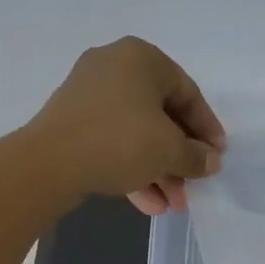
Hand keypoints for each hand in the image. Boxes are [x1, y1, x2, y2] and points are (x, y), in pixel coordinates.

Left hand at [26, 37, 225, 215]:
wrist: (47, 164)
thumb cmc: (119, 142)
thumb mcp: (168, 150)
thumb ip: (196, 156)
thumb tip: (211, 161)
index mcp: (141, 58)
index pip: (187, 93)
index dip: (207, 129)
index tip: (217, 157)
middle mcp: (114, 66)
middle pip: (161, 115)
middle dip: (179, 158)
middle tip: (192, 187)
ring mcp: (89, 93)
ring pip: (136, 132)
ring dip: (158, 169)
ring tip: (172, 205)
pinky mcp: (71, 121)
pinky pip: (112, 141)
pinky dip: (131, 167)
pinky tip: (147, 204)